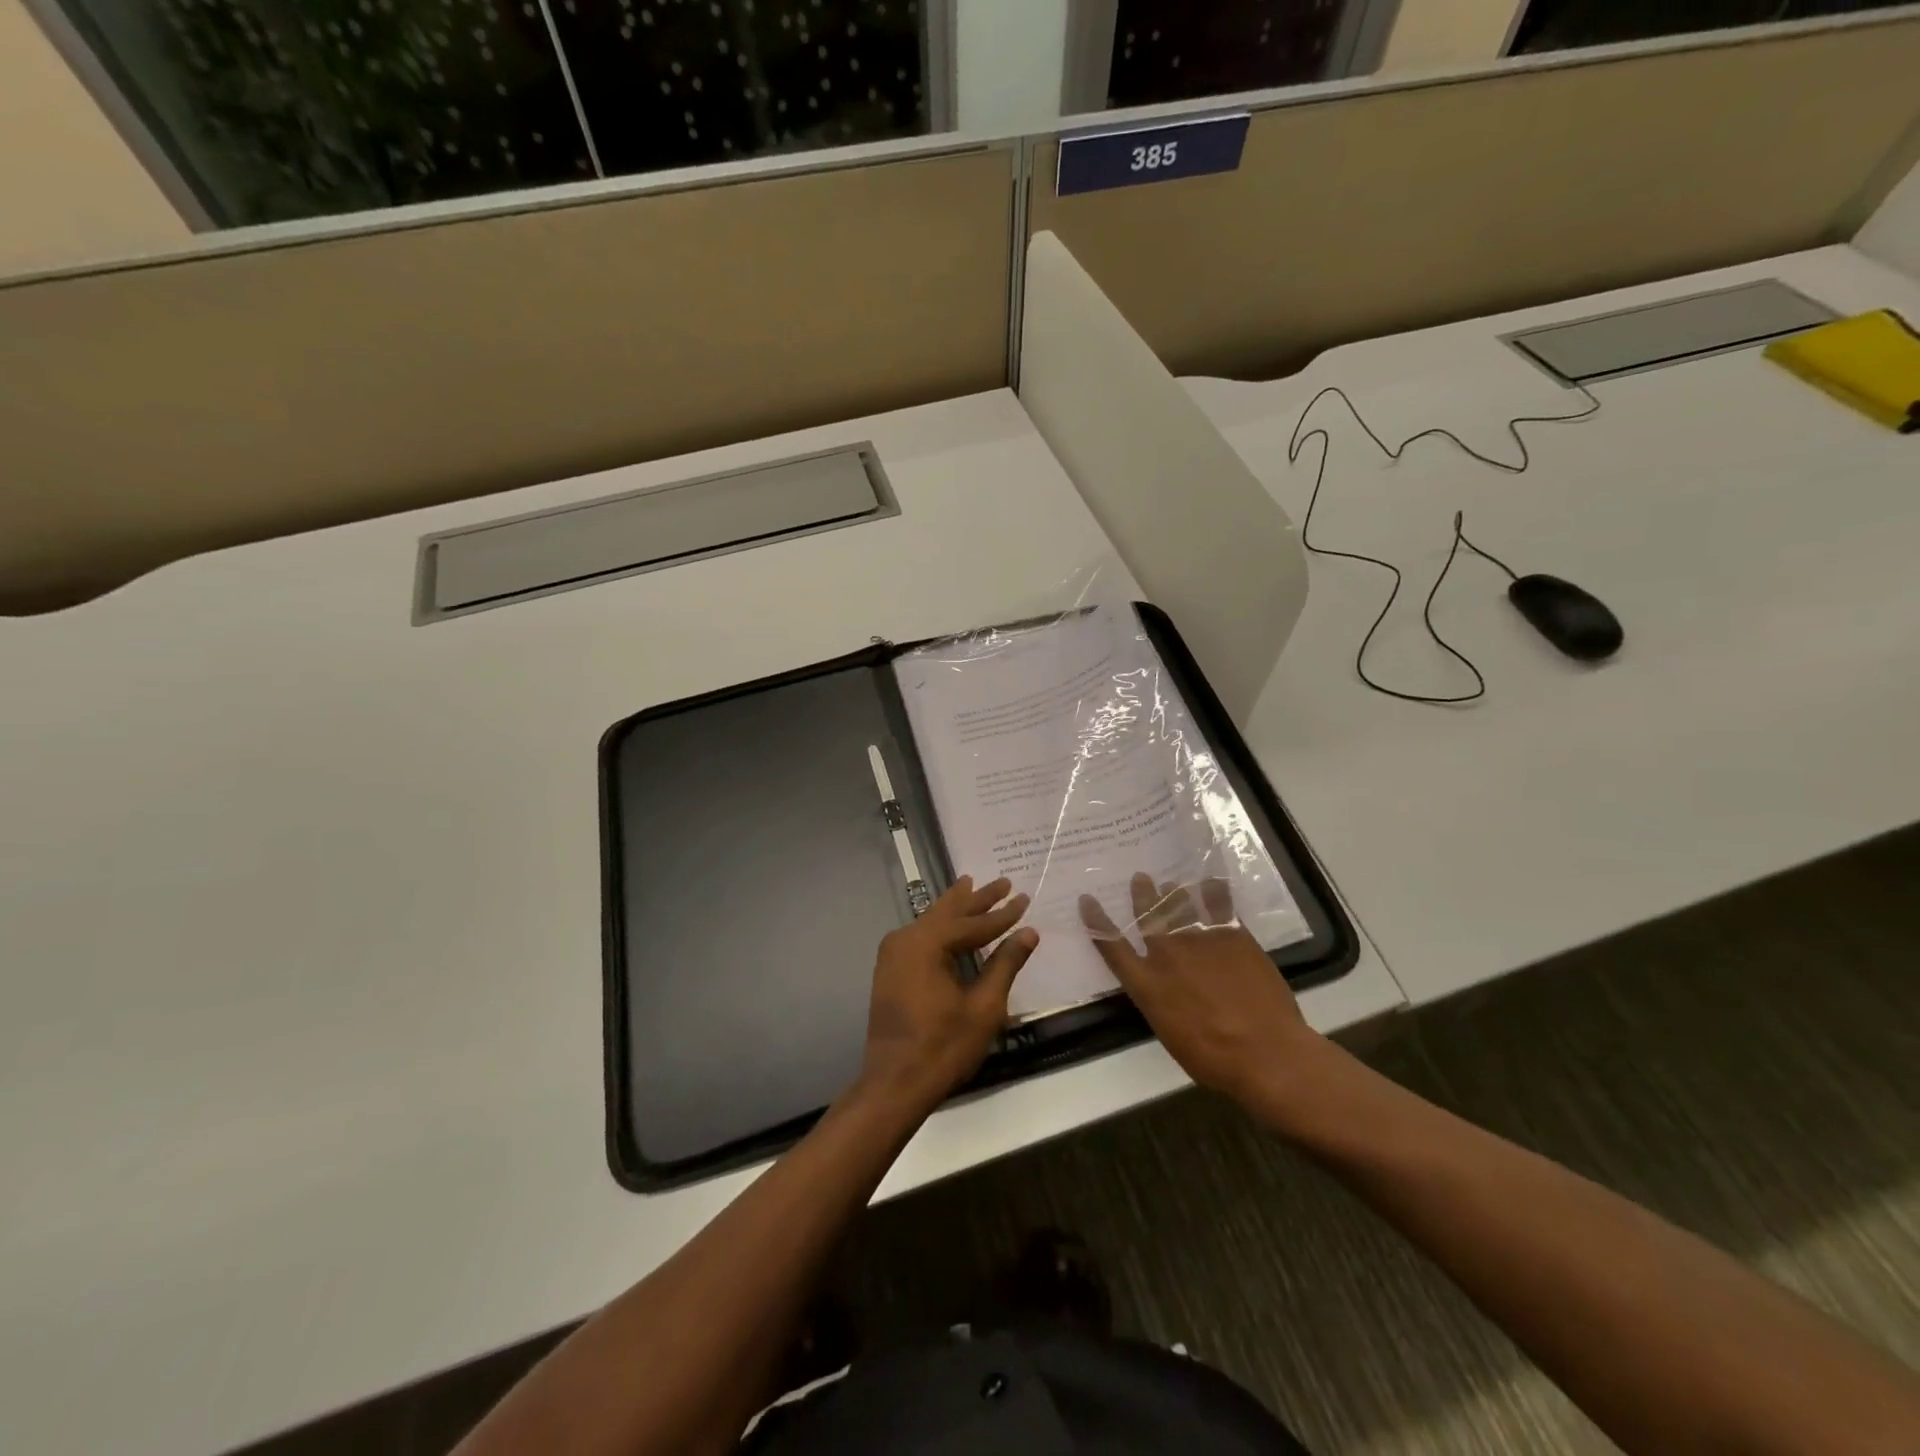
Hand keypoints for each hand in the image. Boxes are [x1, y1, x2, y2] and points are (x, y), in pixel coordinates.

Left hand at [858, 876, 1038, 1113]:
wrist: (895, 1083)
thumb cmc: (944, 1046)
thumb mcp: (984, 1006)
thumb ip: (1005, 964)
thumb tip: (1028, 933)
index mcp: (926, 943)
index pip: (973, 923)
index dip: (1002, 913)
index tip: (1024, 897)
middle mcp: (905, 939)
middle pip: (948, 913)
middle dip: (977, 898)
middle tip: (1002, 881)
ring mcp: (893, 954)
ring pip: (932, 922)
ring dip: (956, 908)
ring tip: (972, 886)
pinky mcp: (891, 970)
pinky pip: (921, 937)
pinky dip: (941, 927)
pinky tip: (951, 924)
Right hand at [1080, 873, 1321, 1107]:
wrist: (1265, 1052)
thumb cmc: (1213, 1058)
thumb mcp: (1170, 1034)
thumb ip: (1160, 1002)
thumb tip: (1161, 988)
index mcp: (1147, 984)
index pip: (1111, 946)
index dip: (1097, 921)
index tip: (1087, 900)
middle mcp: (1168, 955)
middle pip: (1148, 916)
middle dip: (1142, 895)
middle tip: (1141, 877)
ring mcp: (1201, 941)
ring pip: (1181, 905)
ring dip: (1173, 892)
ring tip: (1171, 883)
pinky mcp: (1234, 937)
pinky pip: (1219, 906)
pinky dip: (1213, 893)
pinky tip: (1211, 883)